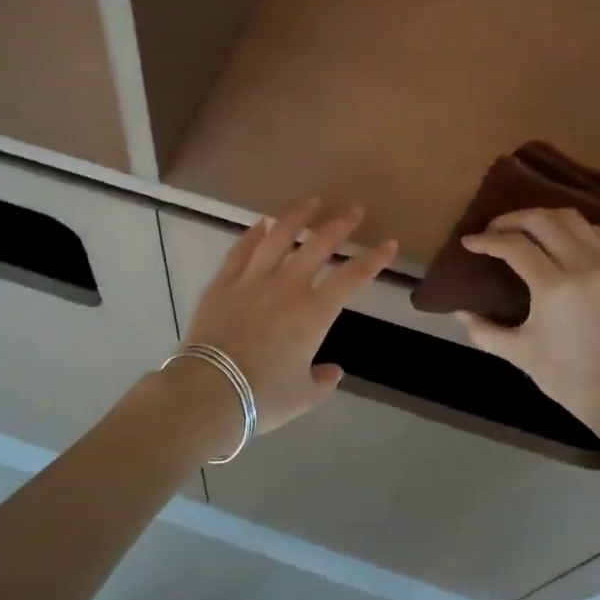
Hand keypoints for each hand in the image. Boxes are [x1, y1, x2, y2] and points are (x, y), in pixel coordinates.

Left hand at [181, 200, 396, 433]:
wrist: (210, 390)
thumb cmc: (263, 396)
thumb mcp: (303, 396)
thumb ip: (322, 381)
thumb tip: (333, 371)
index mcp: (315, 312)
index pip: (353, 276)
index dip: (375, 259)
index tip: (389, 244)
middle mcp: (288, 285)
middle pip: (319, 244)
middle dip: (341, 224)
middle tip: (355, 209)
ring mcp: (253, 279)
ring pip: (279, 236)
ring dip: (299, 217)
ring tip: (312, 203)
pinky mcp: (223, 282)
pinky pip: (242, 249)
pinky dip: (255, 233)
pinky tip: (263, 223)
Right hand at [458, 208, 599, 429]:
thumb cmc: (566, 377)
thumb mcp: (517, 353)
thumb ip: (483, 330)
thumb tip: (460, 312)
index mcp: (554, 288)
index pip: (514, 246)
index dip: (487, 240)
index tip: (469, 242)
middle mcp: (585, 267)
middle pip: (543, 220)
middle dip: (512, 219)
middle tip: (495, 229)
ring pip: (574, 219)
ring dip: (545, 219)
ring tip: (527, 230)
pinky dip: (577, 230)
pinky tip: (564, 242)